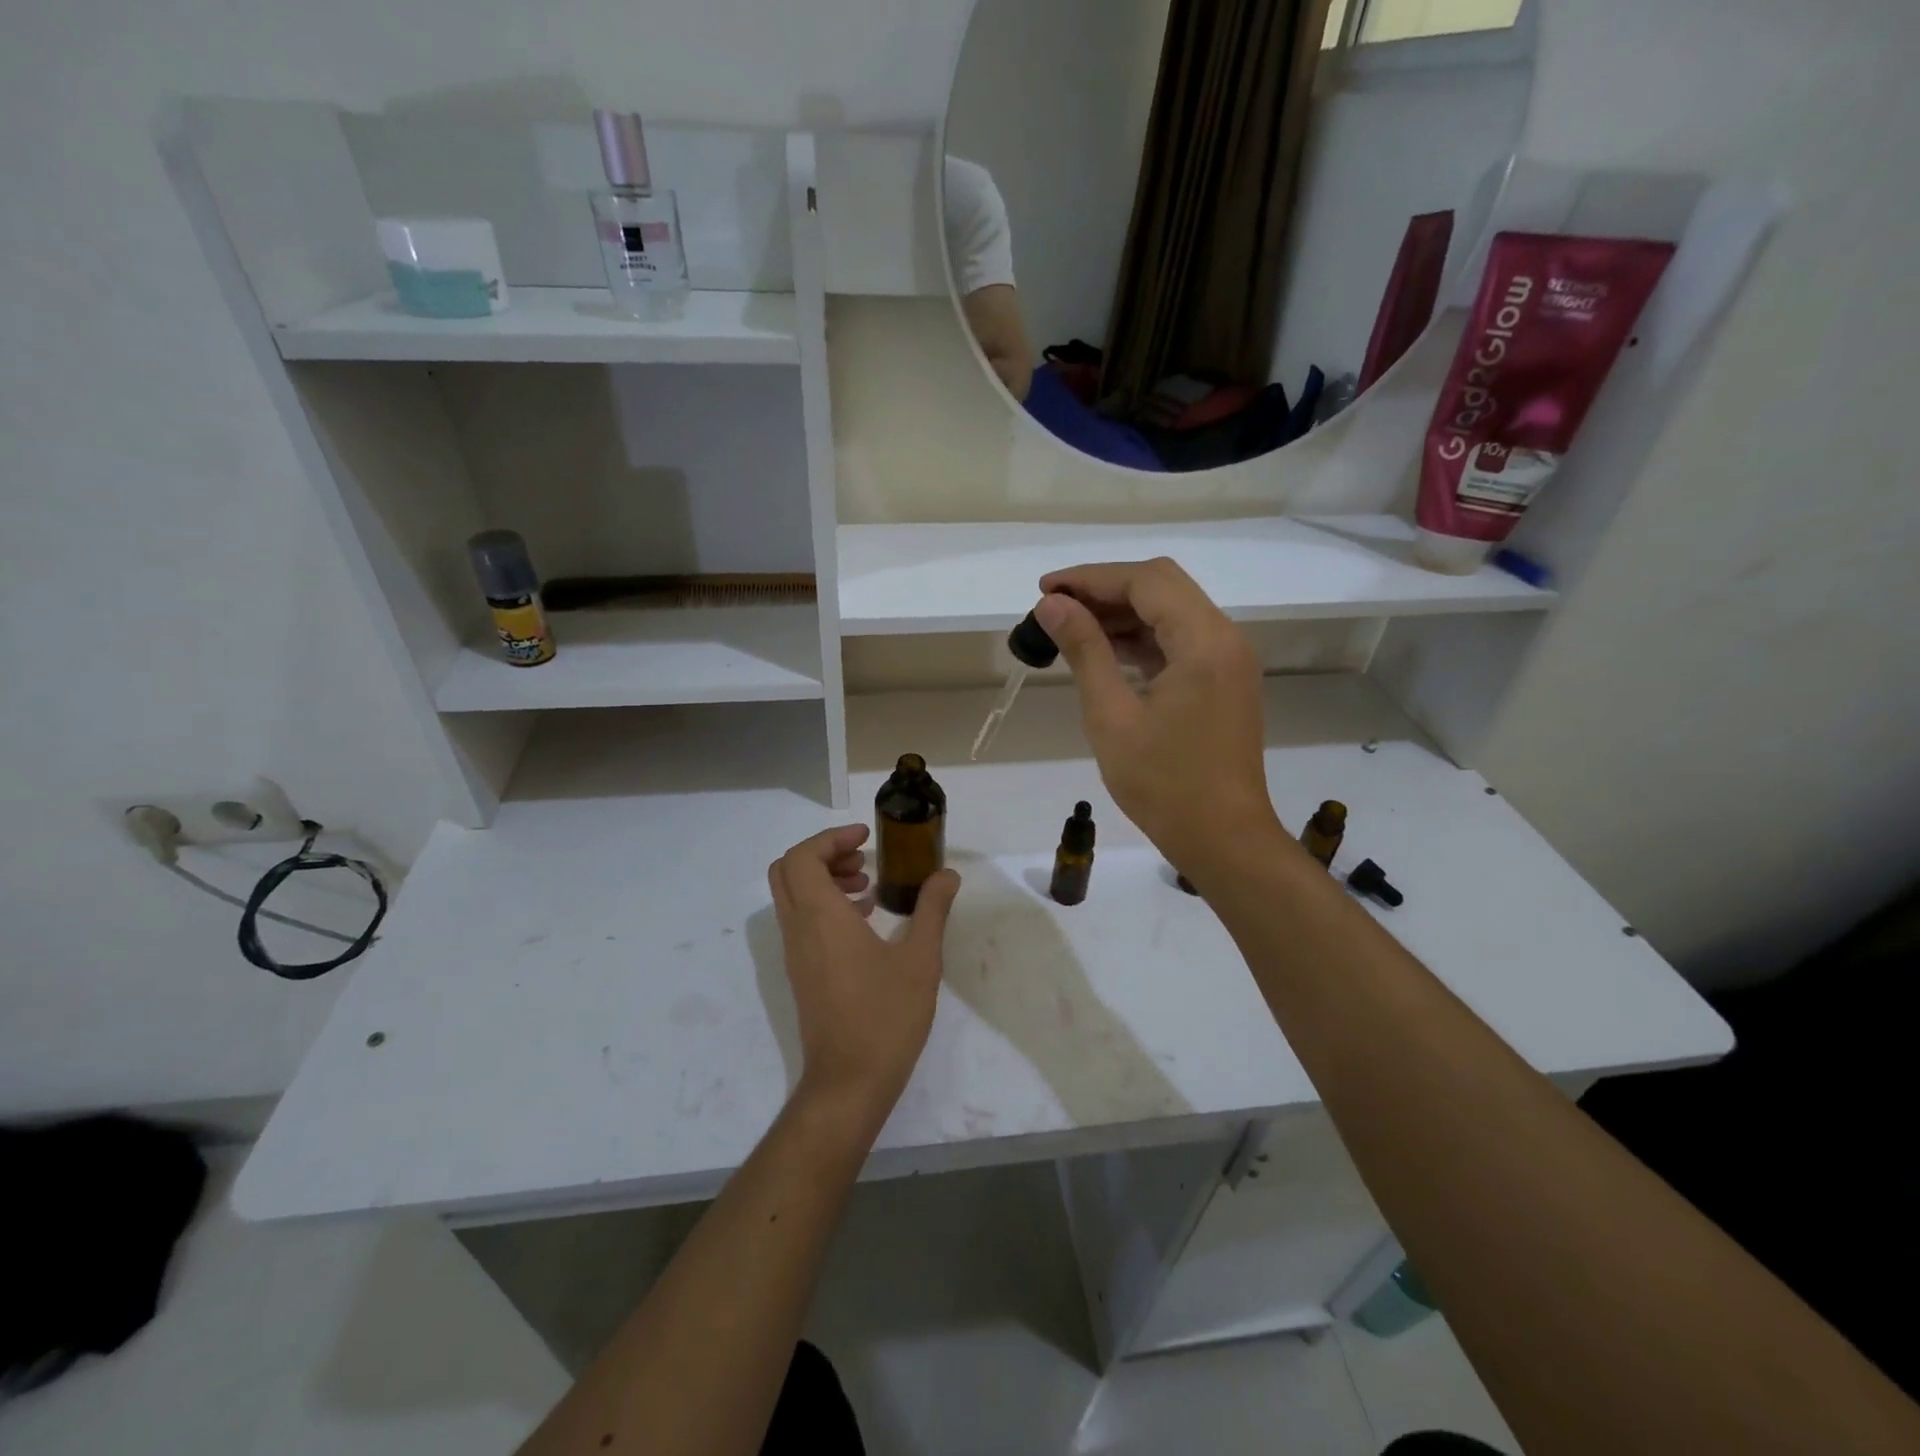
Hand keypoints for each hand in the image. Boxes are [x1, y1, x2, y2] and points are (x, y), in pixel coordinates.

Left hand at [767, 825, 961, 1130]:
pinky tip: (865, 921)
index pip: (802, 857)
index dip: (830, 838)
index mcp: (821, 918)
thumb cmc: (886, 1017)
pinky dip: (824, 906)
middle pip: (788, 870)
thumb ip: (932, 910)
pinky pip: (801, 921)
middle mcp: (799, 929)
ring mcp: (795, 953)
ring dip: (824, 879)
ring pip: (792, 895)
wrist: (849, 1082)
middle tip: (863, 859)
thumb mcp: (920, 960)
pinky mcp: (801, 972)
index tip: (865, 838)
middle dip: (823, 854)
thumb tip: (947, 875)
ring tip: (869, 887)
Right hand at [1035, 558, 1280, 878]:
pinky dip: (1143, 637)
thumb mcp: (1112, 716)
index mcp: (1203, 642)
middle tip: (1056, 606)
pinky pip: (1181, 640)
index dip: (1091, 578)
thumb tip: (1052, 604)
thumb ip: (1085, 651)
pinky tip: (1106, 651)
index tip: (1044, 590)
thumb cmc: (1163, 784)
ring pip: (1172, 611)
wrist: (1224, 839)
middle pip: (1162, 586)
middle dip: (1106, 588)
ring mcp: (1229, 659)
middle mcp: (1225, 638)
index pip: (1145, 581)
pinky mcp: (1224, 681)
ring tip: (1070, 628)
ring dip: (1123, 612)